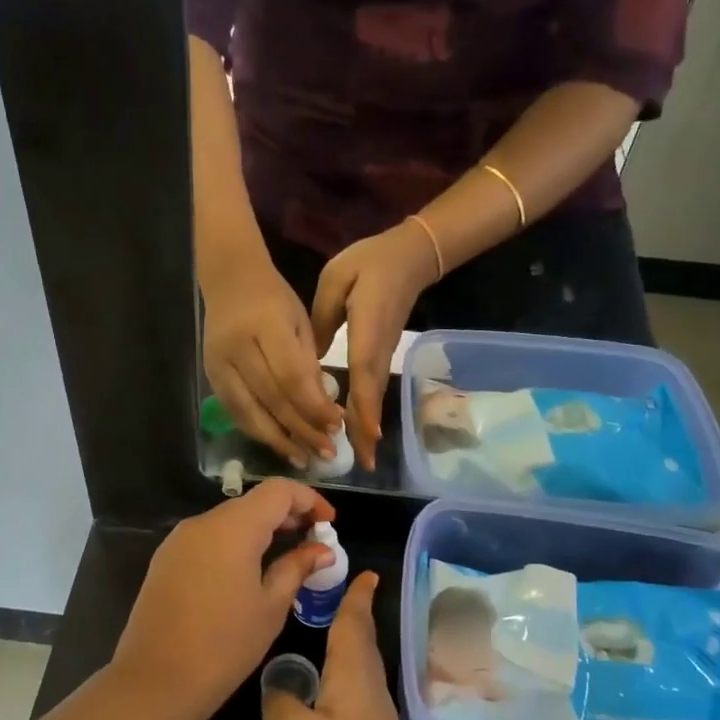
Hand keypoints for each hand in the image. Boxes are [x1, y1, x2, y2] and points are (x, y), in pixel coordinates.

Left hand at [110, 480, 335, 719]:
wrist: (154, 681)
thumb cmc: (224, 646)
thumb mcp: (271, 607)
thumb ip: (297, 568)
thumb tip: (322, 549)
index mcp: (233, 528)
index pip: (278, 490)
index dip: (309, 500)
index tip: (329, 523)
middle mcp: (203, 523)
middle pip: (252, 502)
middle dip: (287, 515)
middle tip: (314, 541)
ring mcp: (179, 540)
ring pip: (229, 520)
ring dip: (260, 529)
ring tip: (286, 556)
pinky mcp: (166, 559)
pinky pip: (209, 538)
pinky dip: (235, 543)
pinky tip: (249, 571)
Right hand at [204, 255, 344, 466]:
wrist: (229, 280)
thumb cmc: (274, 299)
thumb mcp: (300, 323)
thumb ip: (309, 365)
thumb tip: (323, 412)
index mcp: (266, 326)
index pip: (292, 376)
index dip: (315, 406)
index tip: (337, 426)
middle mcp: (237, 347)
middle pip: (271, 399)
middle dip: (302, 429)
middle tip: (327, 452)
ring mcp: (218, 364)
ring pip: (249, 412)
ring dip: (279, 440)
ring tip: (304, 459)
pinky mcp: (209, 376)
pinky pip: (235, 412)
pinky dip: (258, 431)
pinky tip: (278, 444)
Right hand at [262, 573, 453, 719]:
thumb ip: (280, 700)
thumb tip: (282, 685)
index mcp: (355, 678)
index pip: (355, 624)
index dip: (357, 597)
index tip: (366, 572)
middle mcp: (372, 695)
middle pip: (362, 646)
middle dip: (354, 618)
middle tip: (342, 595)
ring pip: (360, 674)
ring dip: (348, 650)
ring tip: (329, 636)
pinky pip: (356, 701)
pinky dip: (342, 683)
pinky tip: (326, 697)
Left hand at [311, 222, 438, 470]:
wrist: (409, 256)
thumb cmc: (370, 263)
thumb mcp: (337, 280)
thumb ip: (323, 317)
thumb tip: (310, 357)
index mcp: (367, 329)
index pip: (364, 373)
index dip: (363, 405)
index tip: (363, 435)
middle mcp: (378, 349)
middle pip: (372, 394)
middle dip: (367, 429)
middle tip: (362, 463)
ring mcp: (383, 353)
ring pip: (374, 394)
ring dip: (368, 425)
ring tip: (363, 457)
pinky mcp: (382, 353)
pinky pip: (373, 386)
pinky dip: (367, 410)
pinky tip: (360, 428)